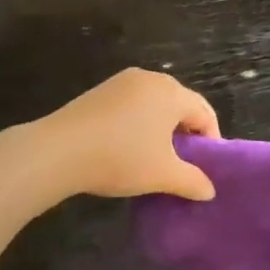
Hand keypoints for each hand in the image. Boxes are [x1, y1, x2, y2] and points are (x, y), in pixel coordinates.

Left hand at [33, 69, 219, 201]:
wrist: (58, 151)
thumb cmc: (121, 158)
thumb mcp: (163, 175)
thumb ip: (193, 181)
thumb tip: (209, 191)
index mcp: (172, 92)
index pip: (205, 113)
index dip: (211, 141)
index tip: (205, 168)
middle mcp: (150, 78)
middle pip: (181, 104)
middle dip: (187, 133)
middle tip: (183, 163)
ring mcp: (122, 81)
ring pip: (155, 103)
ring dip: (162, 128)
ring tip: (155, 156)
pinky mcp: (100, 91)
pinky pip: (133, 104)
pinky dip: (139, 122)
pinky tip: (127, 146)